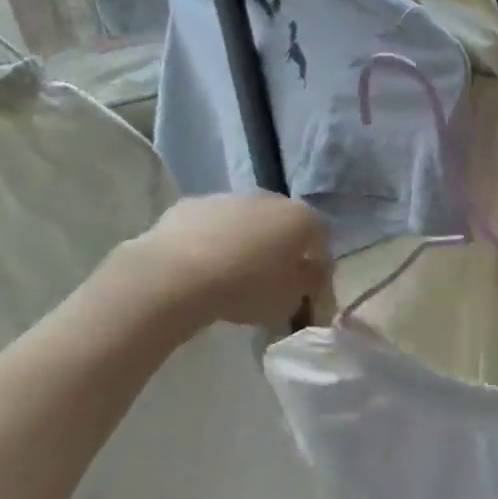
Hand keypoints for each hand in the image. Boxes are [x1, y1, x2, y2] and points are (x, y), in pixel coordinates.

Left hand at [136, 194, 331, 328]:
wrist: (176, 275)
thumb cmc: (245, 288)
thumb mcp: (289, 300)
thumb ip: (306, 284)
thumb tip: (308, 274)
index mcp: (300, 219)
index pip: (321, 239)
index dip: (318, 265)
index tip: (309, 289)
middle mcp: (269, 199)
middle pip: (283, 223)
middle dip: (281, 248)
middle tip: (271, 279)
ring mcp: (228, 198)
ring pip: (245, 221)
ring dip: (245, 242)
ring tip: (232, 275)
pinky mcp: (192, 205)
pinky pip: (211, 225)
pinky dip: (212, 241)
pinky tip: (201, 267)